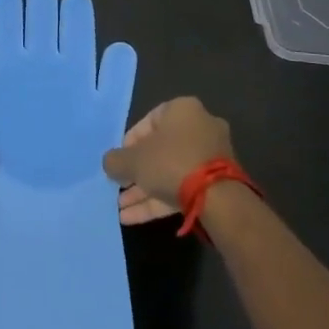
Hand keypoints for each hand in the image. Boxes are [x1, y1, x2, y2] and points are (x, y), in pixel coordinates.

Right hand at [103, 98, 234, 223]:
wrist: (218, 199)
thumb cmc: (171, 162)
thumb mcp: (133, 160)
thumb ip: (116, 160)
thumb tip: (110, 164)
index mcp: (183, 110)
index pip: (149, 121)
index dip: (130, 141)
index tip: (120, 159)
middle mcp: (200, 129)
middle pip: (160, 150)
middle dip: (137, 171)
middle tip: (120, 185)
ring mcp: (211, 158)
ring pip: (170, 172)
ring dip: (145, 190)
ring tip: (121, 208)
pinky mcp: (217, 185)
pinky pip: (182, 188)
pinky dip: (159, 201)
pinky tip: (132, 218)